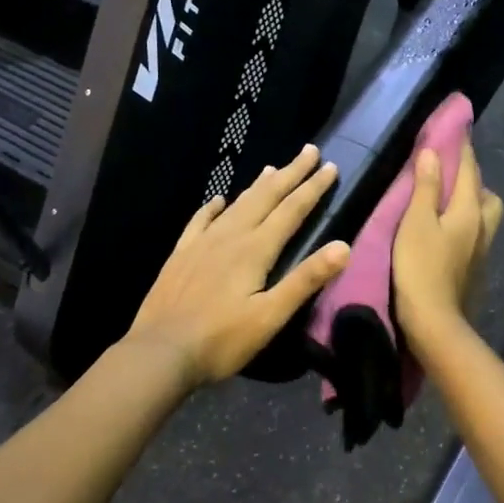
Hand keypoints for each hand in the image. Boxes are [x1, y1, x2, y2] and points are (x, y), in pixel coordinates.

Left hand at [126, 145, 350, 387]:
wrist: (160, 352)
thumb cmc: (221, 339)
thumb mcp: (270, 316)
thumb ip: (305, 280)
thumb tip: (343, 246)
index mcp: (255, 250)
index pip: (291, 210)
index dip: (312, 187)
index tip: (330, 166)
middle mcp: (230, 237)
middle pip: (265, 197)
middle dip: (290, 173)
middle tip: (308, 150)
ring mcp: (201, 244)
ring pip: (236, 205)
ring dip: (258, 186)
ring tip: (272, 168)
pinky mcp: (181, 256)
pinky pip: (200, 221)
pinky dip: (213, 207)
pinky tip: (218, 201)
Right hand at [393, 139, 502, 347]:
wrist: (435, 320)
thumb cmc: (420, 267)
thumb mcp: (415, 223)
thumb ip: (424, 188)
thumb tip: (432, 153)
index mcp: (468, 211)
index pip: (468, 170)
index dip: (462, 148)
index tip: (458, 129)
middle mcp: (482, 226)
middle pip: (485, 193)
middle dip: (472, 177)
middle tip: (452, 172)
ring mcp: (481, 249)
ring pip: (485, 214)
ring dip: (473, 201)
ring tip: (450, 201)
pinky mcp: (475, 268)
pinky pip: (477, 233)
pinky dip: (467, 222)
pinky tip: (450, 230)